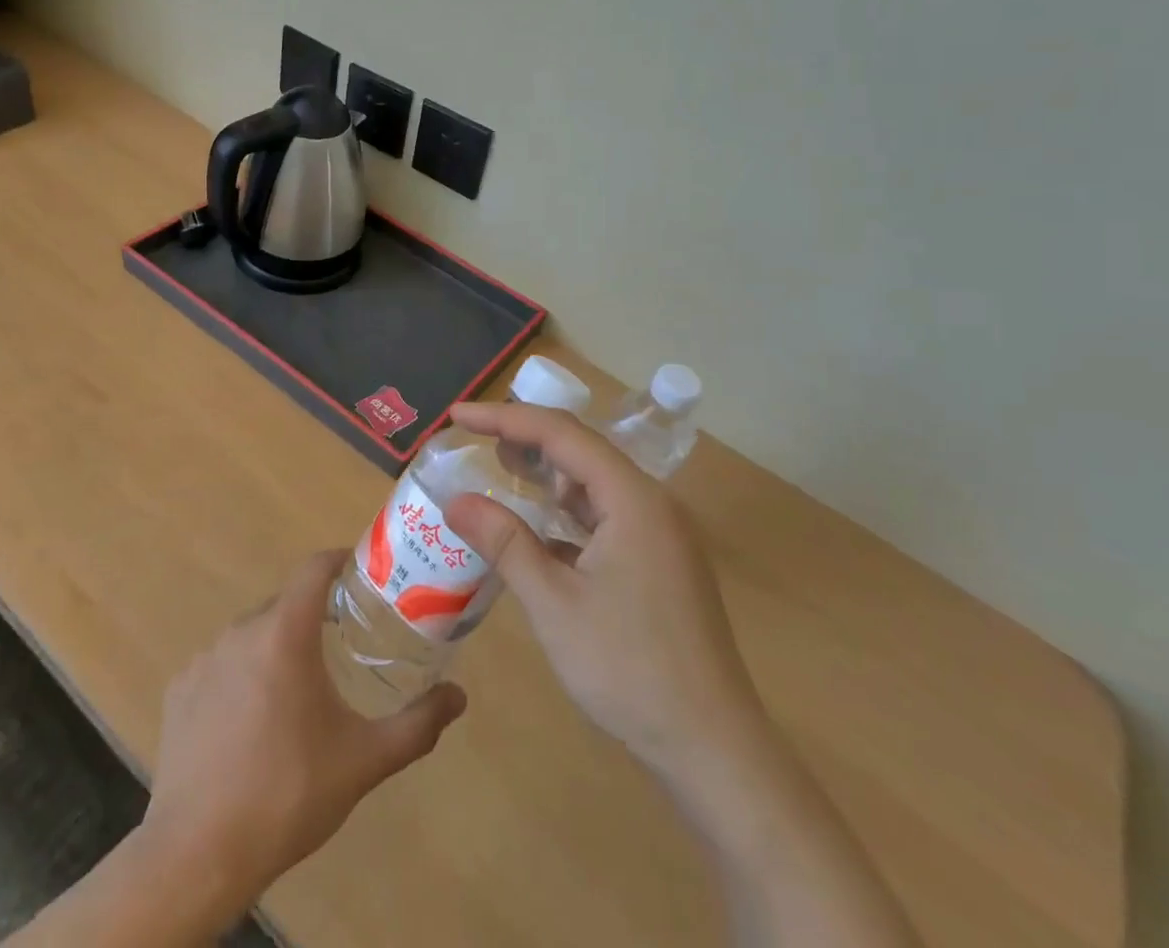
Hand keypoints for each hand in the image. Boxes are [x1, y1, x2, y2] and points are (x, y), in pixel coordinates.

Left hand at [139, 549, 466, 920]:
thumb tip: (459, 696)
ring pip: (253, 635)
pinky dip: (242, 677)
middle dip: (315, 617)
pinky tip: (251, 724)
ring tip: (300, 692)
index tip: (362, 574)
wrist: (198, 854)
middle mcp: (241, 630)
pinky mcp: (179, 688)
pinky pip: (222, 665)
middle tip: (343, 645)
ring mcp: (204, 658)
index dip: (339, 561)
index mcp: (285, 633)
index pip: (314, 568)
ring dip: (278, 649)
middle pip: (286, 604)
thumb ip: (417, 724)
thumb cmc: (288, 795)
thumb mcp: (364, 760)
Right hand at [442, 403, 760, 779]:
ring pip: (594, 484)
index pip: (560, 433)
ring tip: (499, 470)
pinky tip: (537, 530)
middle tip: (472, 439)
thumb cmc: (630, 669)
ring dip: (546, 475)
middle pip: (580, 450)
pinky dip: (566, 513)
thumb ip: (504, 542)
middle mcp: (651, 504)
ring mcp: (660, 535)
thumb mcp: (554, 603)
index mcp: (633, 498)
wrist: (714, 751)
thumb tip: (455, 500)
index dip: (504, 417)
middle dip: (525, 439)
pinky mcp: (659, 564)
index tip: (457, 416)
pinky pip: (605, 517)